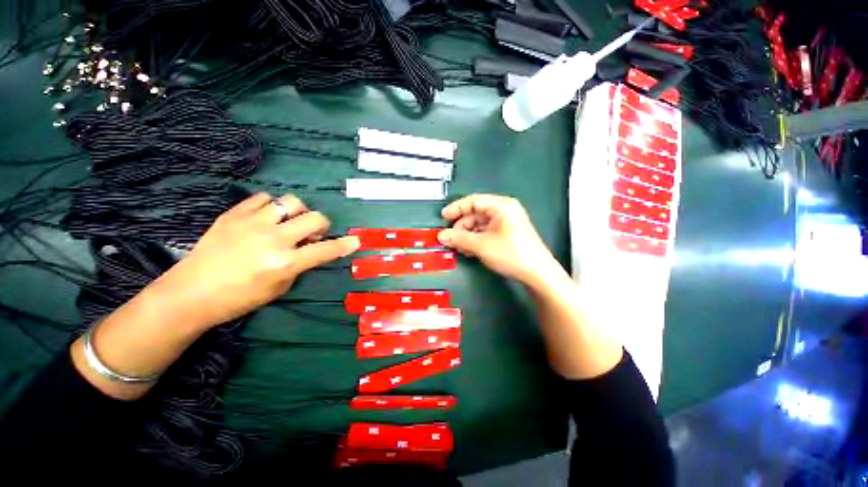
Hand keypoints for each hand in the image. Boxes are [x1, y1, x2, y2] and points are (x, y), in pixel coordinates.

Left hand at [144, 192, 359, 330]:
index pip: (326, 250)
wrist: (191, 293)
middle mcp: (273, 239)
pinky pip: (262, 198)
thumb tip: (309, 248)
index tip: (356, 241)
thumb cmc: (239, 298)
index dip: (344, 245)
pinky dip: (270, 206)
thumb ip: (299, 265)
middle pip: (315, 218)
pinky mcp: (233, 214)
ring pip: (291, 202)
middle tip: (312, 234)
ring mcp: (252, 223)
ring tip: (289, 222)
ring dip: (298, 212)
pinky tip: (265, 217)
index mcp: (285, 263)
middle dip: (321, 225)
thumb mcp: (279, 288)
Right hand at [438, 194, 558, 284]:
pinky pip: (487, 231)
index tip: (443, 217)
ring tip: (460, 247)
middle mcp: (505, 210)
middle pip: (476, 213)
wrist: (537, 273)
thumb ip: (459, 239)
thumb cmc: (511, 254)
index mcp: (501, 206)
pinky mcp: (508, 233)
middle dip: (462, 226)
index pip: (473, 201)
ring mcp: (507, 222)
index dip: (456, 208)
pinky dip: (476, 239)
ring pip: (480, 224)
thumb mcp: (481, 245)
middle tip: (451, 238)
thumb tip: (441, 236)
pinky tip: (469, 249)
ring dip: (468, 235)